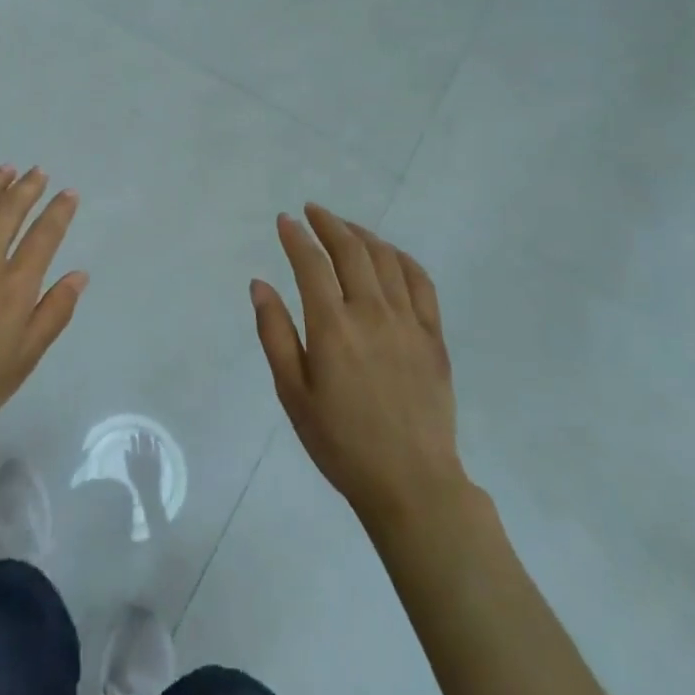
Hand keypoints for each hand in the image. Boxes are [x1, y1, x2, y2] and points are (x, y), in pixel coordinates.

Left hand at [0, 166, 85, 480]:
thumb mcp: (24, 360)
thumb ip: (53, 313)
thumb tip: (78, 275)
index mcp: (13, 287)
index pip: (44, 235)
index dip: (59, 211)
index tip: (69, 193)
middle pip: (9, 210)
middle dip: (27, 187)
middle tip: (38, 173)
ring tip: (5, 171)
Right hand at [124, 429, 162, 498]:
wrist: (149, 490)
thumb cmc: (138, 482)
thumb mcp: (129, 471)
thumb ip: (127, 460)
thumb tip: (126, 450)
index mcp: (135, 458)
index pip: (134, 445)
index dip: (134, 439)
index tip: (133, 433)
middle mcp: (143, 456)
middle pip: (142, 443)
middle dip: (142, 436)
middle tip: (142, 430)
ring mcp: (151, 458)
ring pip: (150, 445)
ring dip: (149, 438)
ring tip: (149, 433)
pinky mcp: (158, 460)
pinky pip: (158, 450)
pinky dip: (157, 444)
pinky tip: (157, 440)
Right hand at [250, 204, 463, 533]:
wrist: (411, 482)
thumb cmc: (340, 442)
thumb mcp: (292, 393)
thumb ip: (275, 333)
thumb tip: (260, 284)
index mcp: (333, 327)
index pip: (311, 264)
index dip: (296, 237)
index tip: (285, 220)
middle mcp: (372, 313)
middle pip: (351, 251)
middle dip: (329, 224)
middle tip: (313, 211)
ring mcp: (409, 323)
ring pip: (386, 260)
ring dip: (363, 235)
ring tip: (345, 228)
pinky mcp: (434, 337)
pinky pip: (421, 283)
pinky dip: (402, 258)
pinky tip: (390, 254)